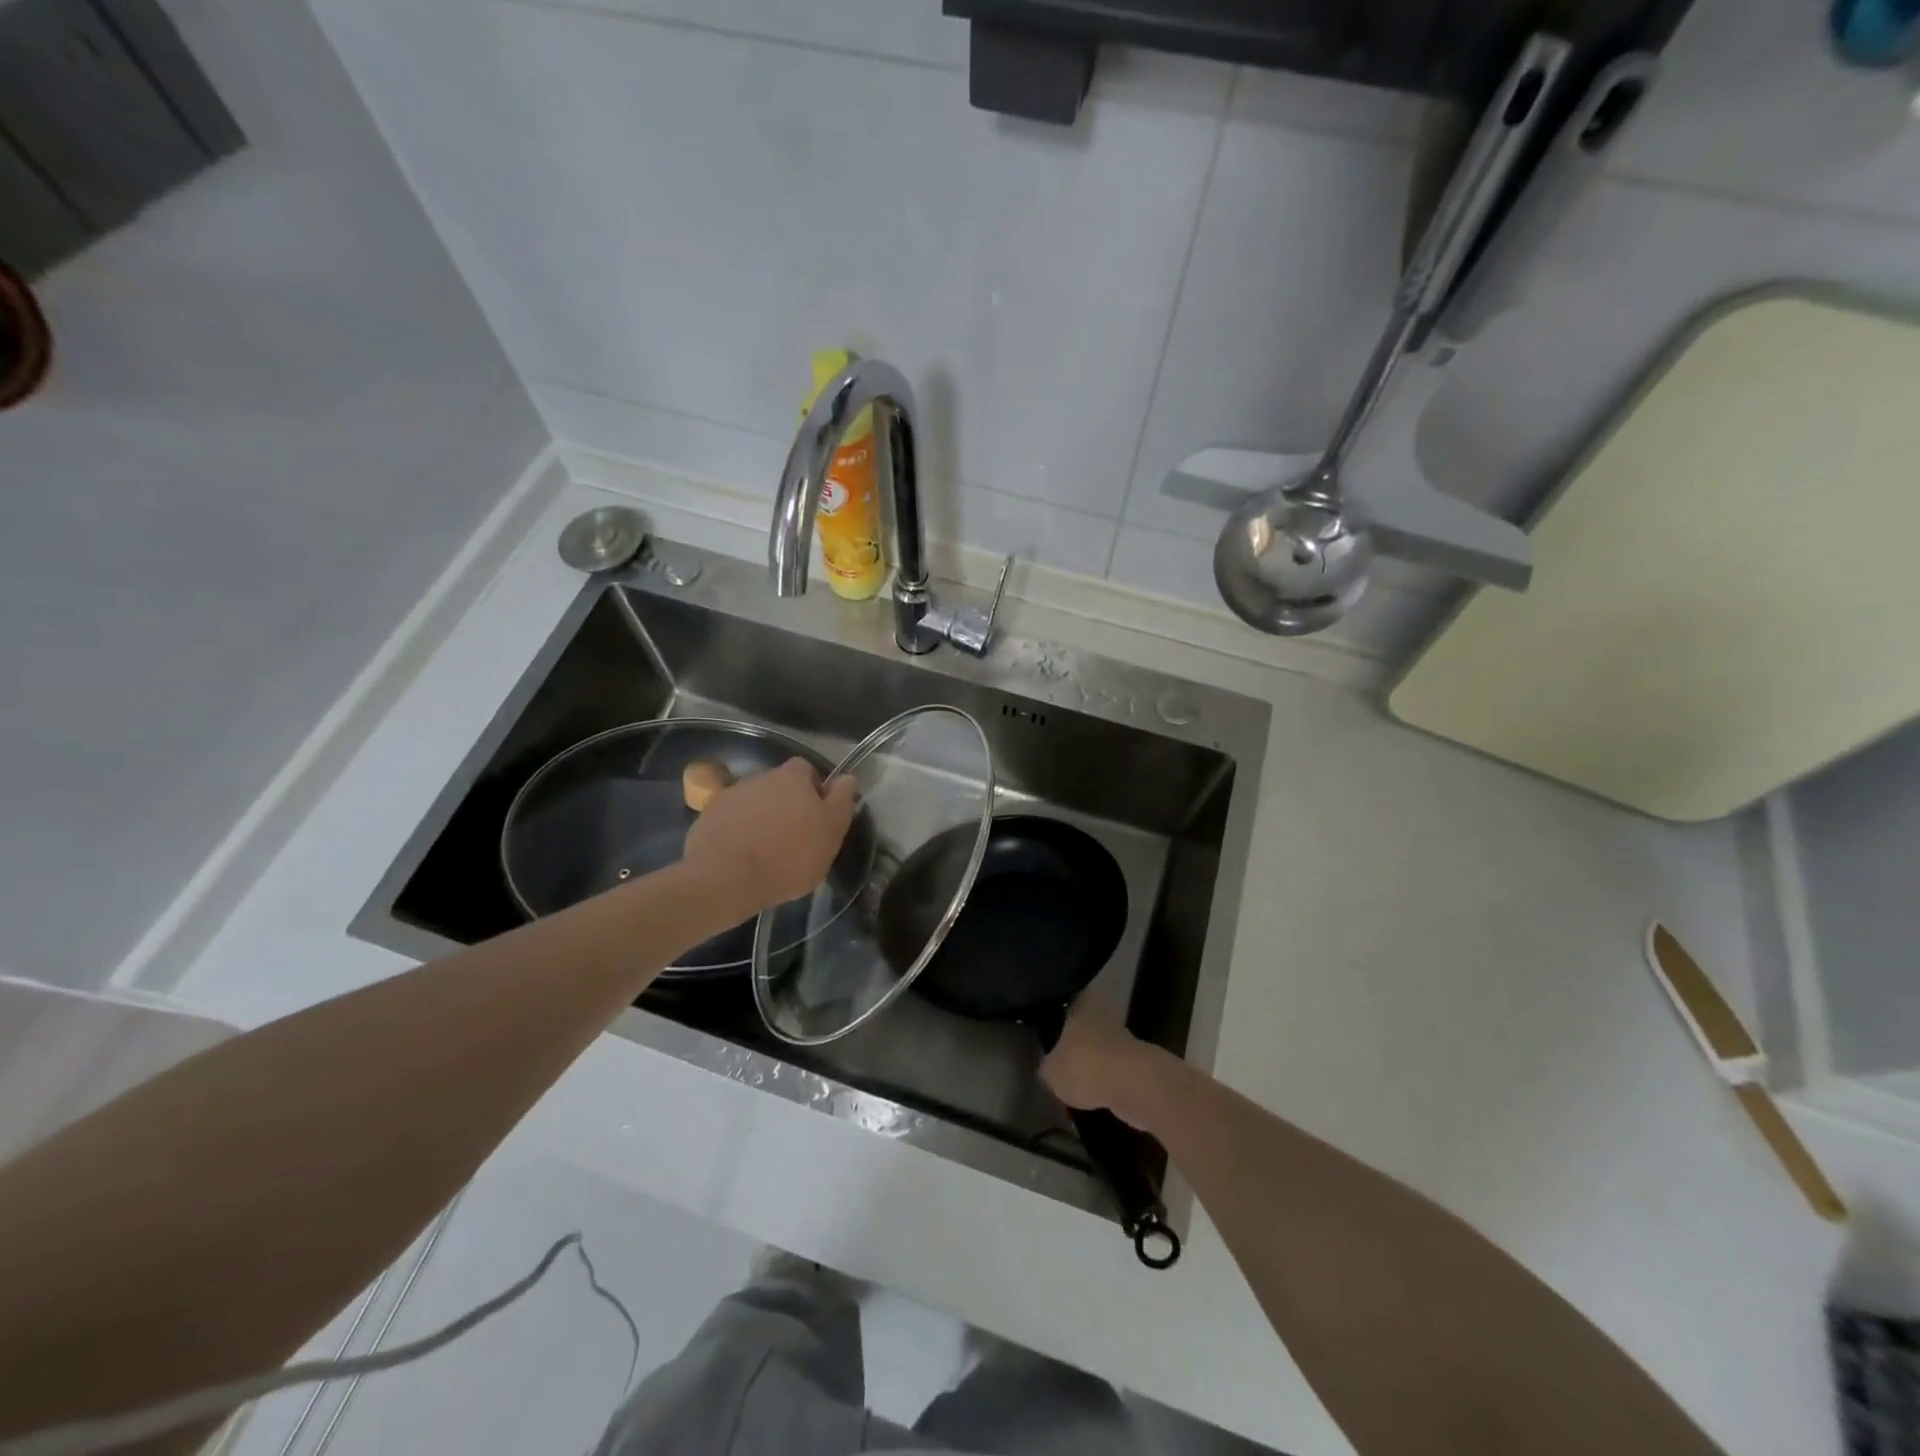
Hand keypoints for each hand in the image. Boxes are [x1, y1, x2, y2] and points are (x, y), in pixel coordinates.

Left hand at [680, 759, 857, 917]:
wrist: (726, 879)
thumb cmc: (789, 855)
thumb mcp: (831, 831)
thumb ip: (841, 801)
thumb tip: (847, 777)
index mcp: (791, 777)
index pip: (807, 769)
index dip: (814, 789)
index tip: (818, 815)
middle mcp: (759, 777)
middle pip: (778, 786)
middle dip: (786, 805)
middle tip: (794, 836)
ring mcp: (729, 796)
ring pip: (754, 803)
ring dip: (761, 818)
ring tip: (766, 850)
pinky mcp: (706, 818)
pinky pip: (730, 821)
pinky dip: (738, 833)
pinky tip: (742, 857)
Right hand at [1040, 999, 1166, 1131]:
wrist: (1134, 1086)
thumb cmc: (1085, 1066)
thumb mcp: (1051, 1072)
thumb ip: (1047, 1067)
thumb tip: (1048, 1067)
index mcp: (1081, 1006)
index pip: (1069, 999)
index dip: (1061, 1012)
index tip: (1052, 1023)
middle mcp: (1104, 1016)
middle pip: (1088, 1024)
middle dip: (1079, 1040)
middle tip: (1064, 1058)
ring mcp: (1125, 1040)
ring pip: (1103, 1047)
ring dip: (1094, 1062)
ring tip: (1078, 1084)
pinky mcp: (1140, 1065)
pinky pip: (1116, 1070)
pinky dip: (1107, 1082)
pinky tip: (1096, 1098)